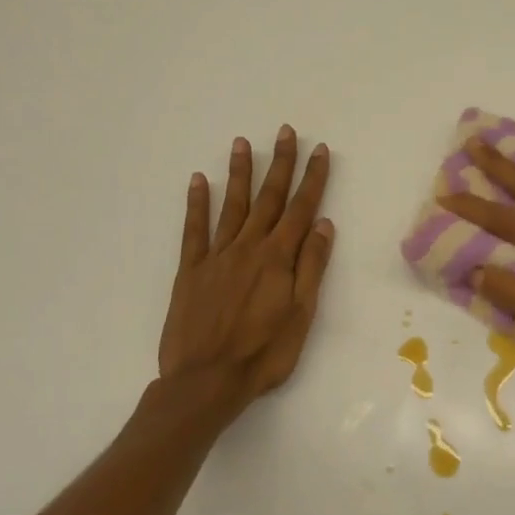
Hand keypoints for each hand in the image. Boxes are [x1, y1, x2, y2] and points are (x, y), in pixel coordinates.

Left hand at [157, 126, 333, 415]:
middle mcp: (248, 247)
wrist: (205, 382)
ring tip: (242, 143)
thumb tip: (323, 224)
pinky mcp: (191, 270)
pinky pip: (194, 230)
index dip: (313, 178)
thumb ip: (311, 267)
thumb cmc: (263, 354)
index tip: (319, 150)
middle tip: (286, 132)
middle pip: (269, 199)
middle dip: (280, 164)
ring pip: (232, 206)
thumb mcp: (301, 315)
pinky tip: (199, 181)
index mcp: (278, 258)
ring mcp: (217, 256)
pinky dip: (197, 203)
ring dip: (240, 173)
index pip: (301, 209)